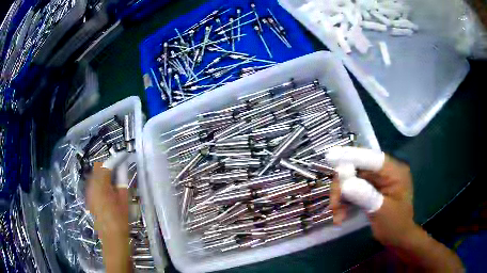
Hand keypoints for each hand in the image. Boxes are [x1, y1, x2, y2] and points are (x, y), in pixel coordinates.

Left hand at [86, 162, 131, 272]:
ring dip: (103, 173)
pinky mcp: (89, 198)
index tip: (124, 157)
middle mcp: (92, 185)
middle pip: (98, 167)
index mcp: (101, 184)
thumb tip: (122, 167)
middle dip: (108, 165)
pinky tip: (107, 191)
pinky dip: (100, 182)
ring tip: (114, 180)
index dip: (115, 159)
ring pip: (94, 175)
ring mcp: (89, 192)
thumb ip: (122, 180)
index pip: (107, 164)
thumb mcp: (124, 198)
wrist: (112, 237)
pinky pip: (93, 184)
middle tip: (119, 170)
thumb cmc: (120, 219)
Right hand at [330, 148, 462, 271]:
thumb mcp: (382, 212)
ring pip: (352, 180)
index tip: (330, 157)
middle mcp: (385, 172)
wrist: (398, 238)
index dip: (351, 156)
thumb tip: (345, 184)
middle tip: (335, 205)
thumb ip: (366, 196)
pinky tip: (341, 215)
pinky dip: (345, 202)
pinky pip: (353, 189)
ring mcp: (377, 180)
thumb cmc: (395, 225)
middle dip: (343, 187)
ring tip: (338, 215)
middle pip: (358, 169)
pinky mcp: (371, 189)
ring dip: (341, 197)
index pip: (372, 158)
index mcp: (394, 172)